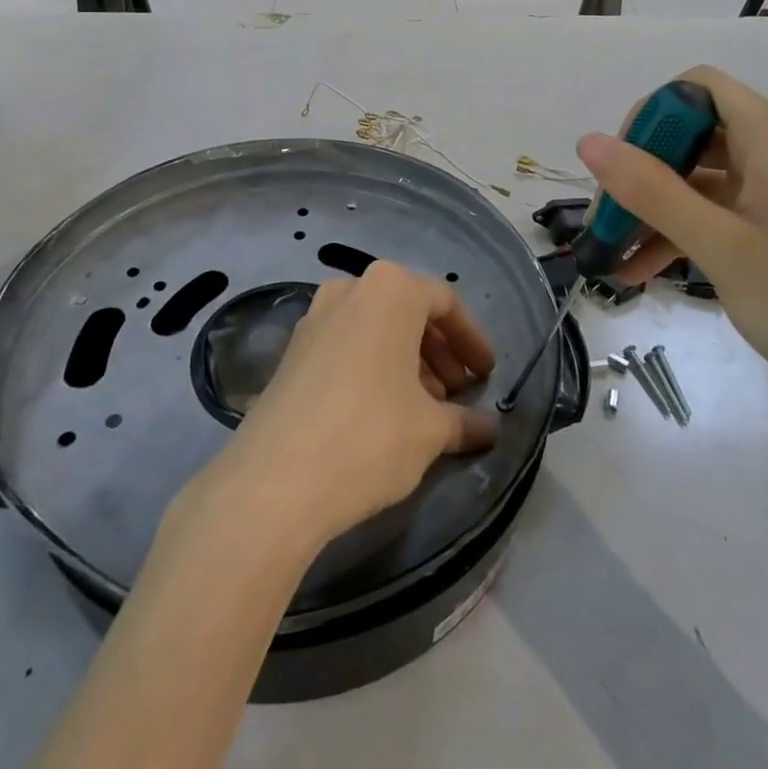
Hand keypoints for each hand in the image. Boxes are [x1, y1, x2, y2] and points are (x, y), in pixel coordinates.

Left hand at [212, 262, 497, 548]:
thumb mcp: (431, 431)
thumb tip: (490, 429)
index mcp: (391, 289)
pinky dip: (372, 366)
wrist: (276, 479)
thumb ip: (465, 422)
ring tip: (424, 407)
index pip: (445, 303)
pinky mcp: (291, 350)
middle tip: (457, 393)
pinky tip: (382, 411)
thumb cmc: (371, 435)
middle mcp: (351, 289)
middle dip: (439, 351)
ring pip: (375, 328)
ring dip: (406, 361)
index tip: (487, 375)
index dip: (471, 340)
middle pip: (408, 312)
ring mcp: (315, 316)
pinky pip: (346, 344)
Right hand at [577, 66, 767, 454]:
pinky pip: (727, 211)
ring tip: (614, 255)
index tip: (618, 170)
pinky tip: (646, 272)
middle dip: (643, 172)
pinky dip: (688, 231)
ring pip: (706, 177)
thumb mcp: (721, 247)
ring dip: (659, 209)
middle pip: (696, 133)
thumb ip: (650, 190)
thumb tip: (587, 141)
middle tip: (605, 222)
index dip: (649, 117)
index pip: (696, 87)